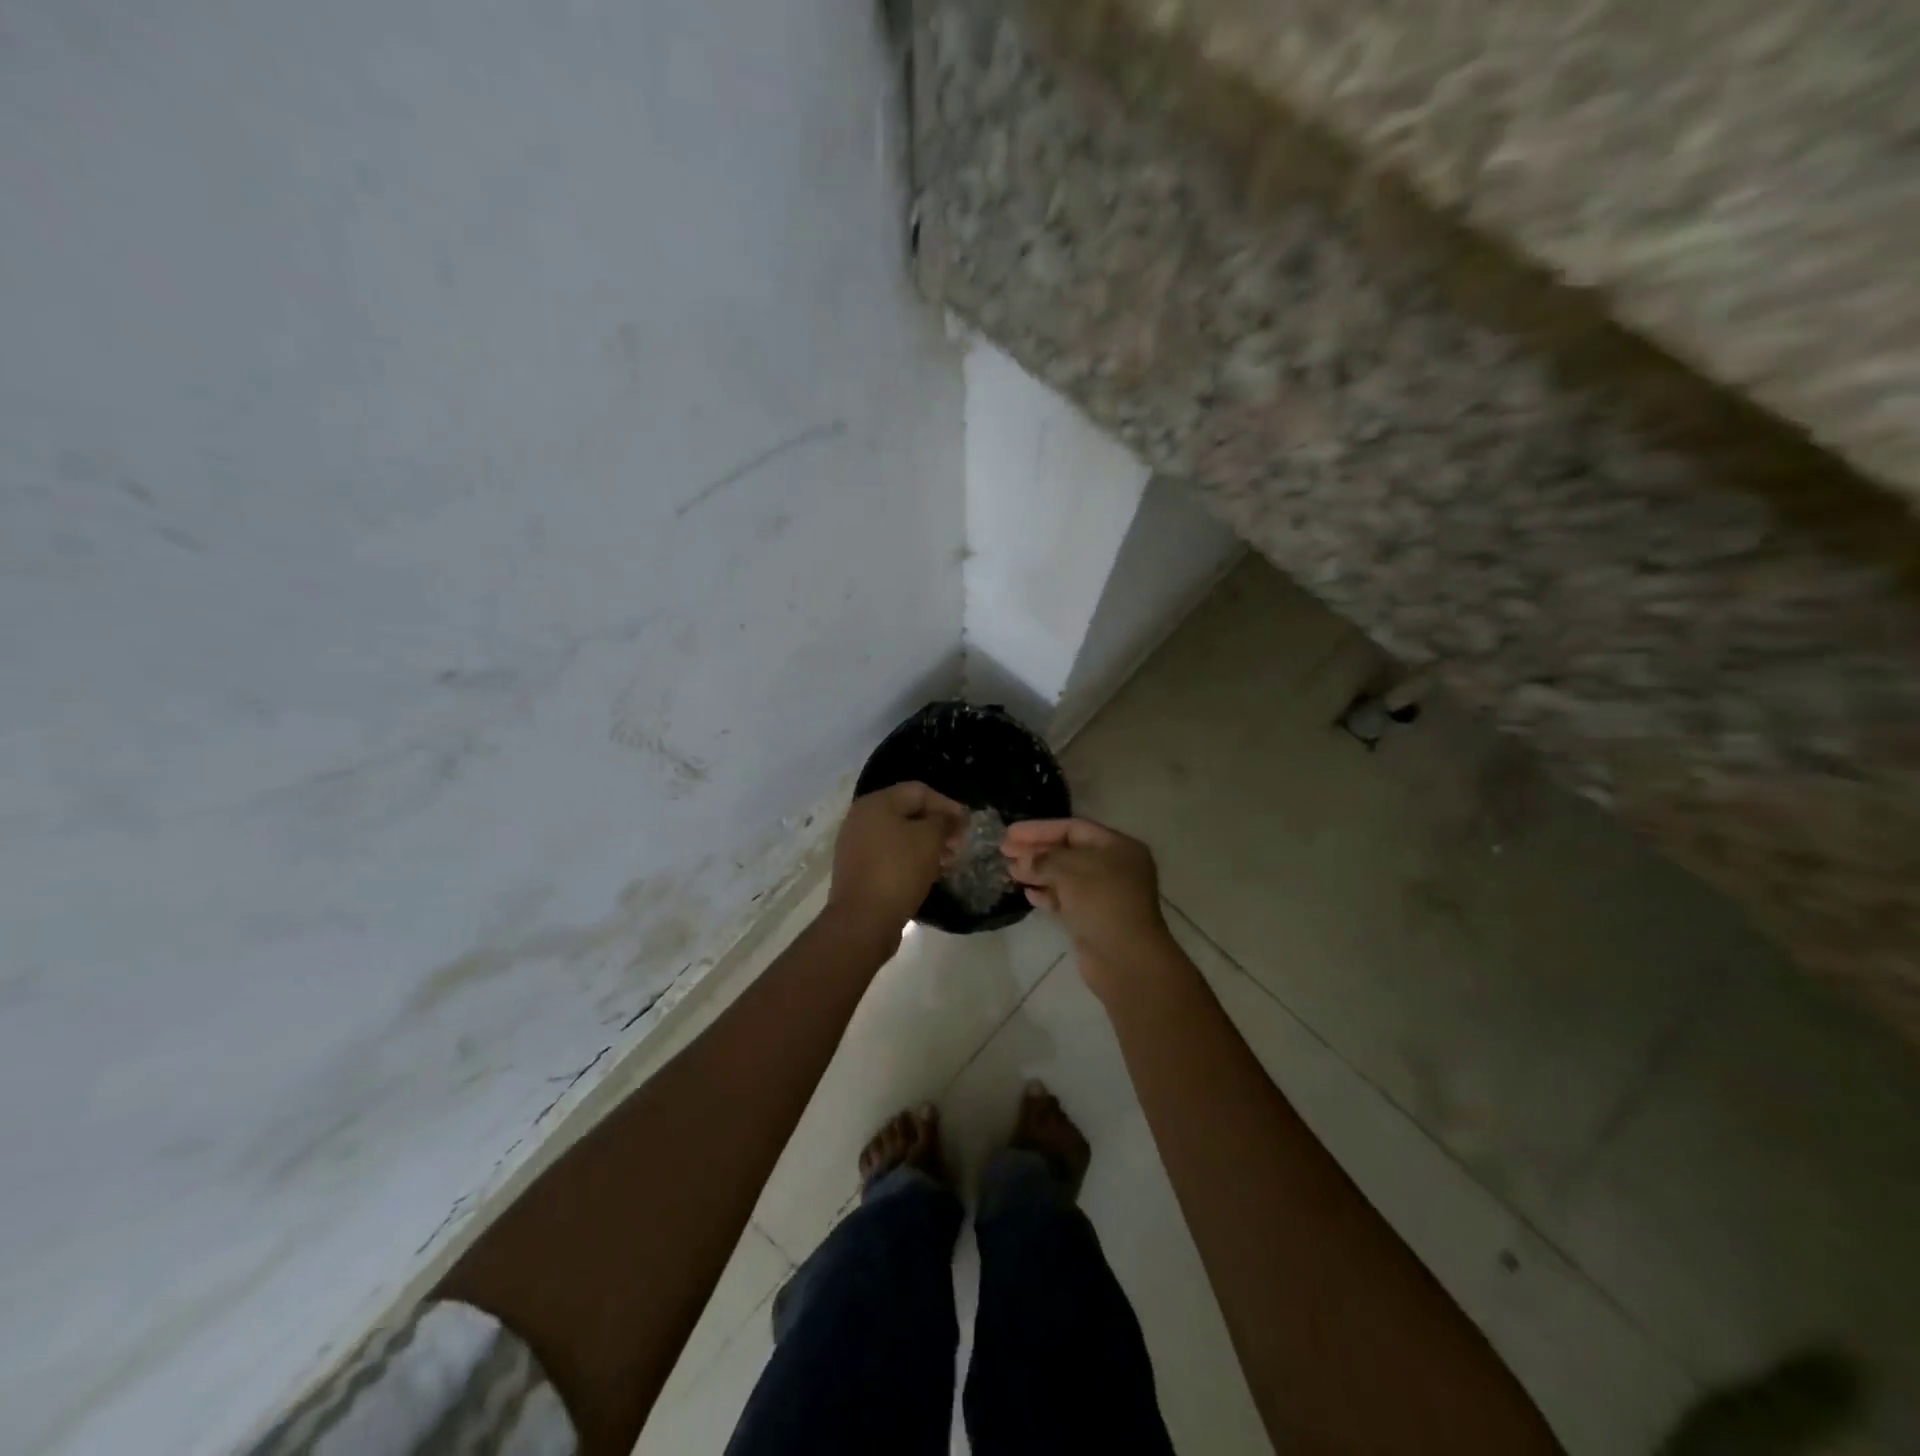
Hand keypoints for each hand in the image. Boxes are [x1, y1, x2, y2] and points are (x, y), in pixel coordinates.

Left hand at [826, 781, 968, 940]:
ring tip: (947, 861)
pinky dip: (909, 859)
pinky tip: (927, 874)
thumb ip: (945, 822)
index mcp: (876, 803)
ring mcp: (856, 844)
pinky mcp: (857, 869)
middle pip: (907, 812)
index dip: (947, 804)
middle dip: (937, 826)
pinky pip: (889, 854)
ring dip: (925, 844)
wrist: (863, 921)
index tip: (967, 825)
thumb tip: (953, 818)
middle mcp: (861, 818)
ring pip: (899, 835)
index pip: (919, 791)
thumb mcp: (929, 840)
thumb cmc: (898, 871)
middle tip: (959, 844)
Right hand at [1002, 817, 1181, 998]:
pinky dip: (1047, 895)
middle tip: (1004, 851)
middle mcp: (1114, 867)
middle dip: (1036, 851)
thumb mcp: (1070, 870)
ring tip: (1010, 872)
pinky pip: (1066, 899)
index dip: (1040, 829)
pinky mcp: (1094, 919)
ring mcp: (1104, 895)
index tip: (1010, 833)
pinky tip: (1028, 894)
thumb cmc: (1102, 902)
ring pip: (1065, 877)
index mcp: (1118, 847)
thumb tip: (1022, 860)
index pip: (1073, 828)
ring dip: (1037, 873)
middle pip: (1068, 851)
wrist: (1125, 959)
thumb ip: (1043, 859)